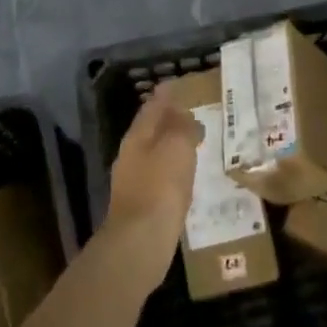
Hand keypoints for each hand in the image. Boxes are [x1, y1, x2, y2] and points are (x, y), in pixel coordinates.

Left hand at [105, 94, 201, 270]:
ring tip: (194, 142)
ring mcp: (134, 182)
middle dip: (169, 120)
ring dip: (172, 145)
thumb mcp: (177, 147)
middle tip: (192, 112)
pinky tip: (186, 176)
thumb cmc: (160, 186)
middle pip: (151, 130)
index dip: (165, 95)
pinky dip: (173, 169)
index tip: (178, 85)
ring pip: (155, 153)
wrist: (140, 242)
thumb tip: (185, 116)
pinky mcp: (142, 205)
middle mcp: (131, 155)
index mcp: (137, 137)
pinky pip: (161, 176)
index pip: (152, 107)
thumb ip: (182, 127)